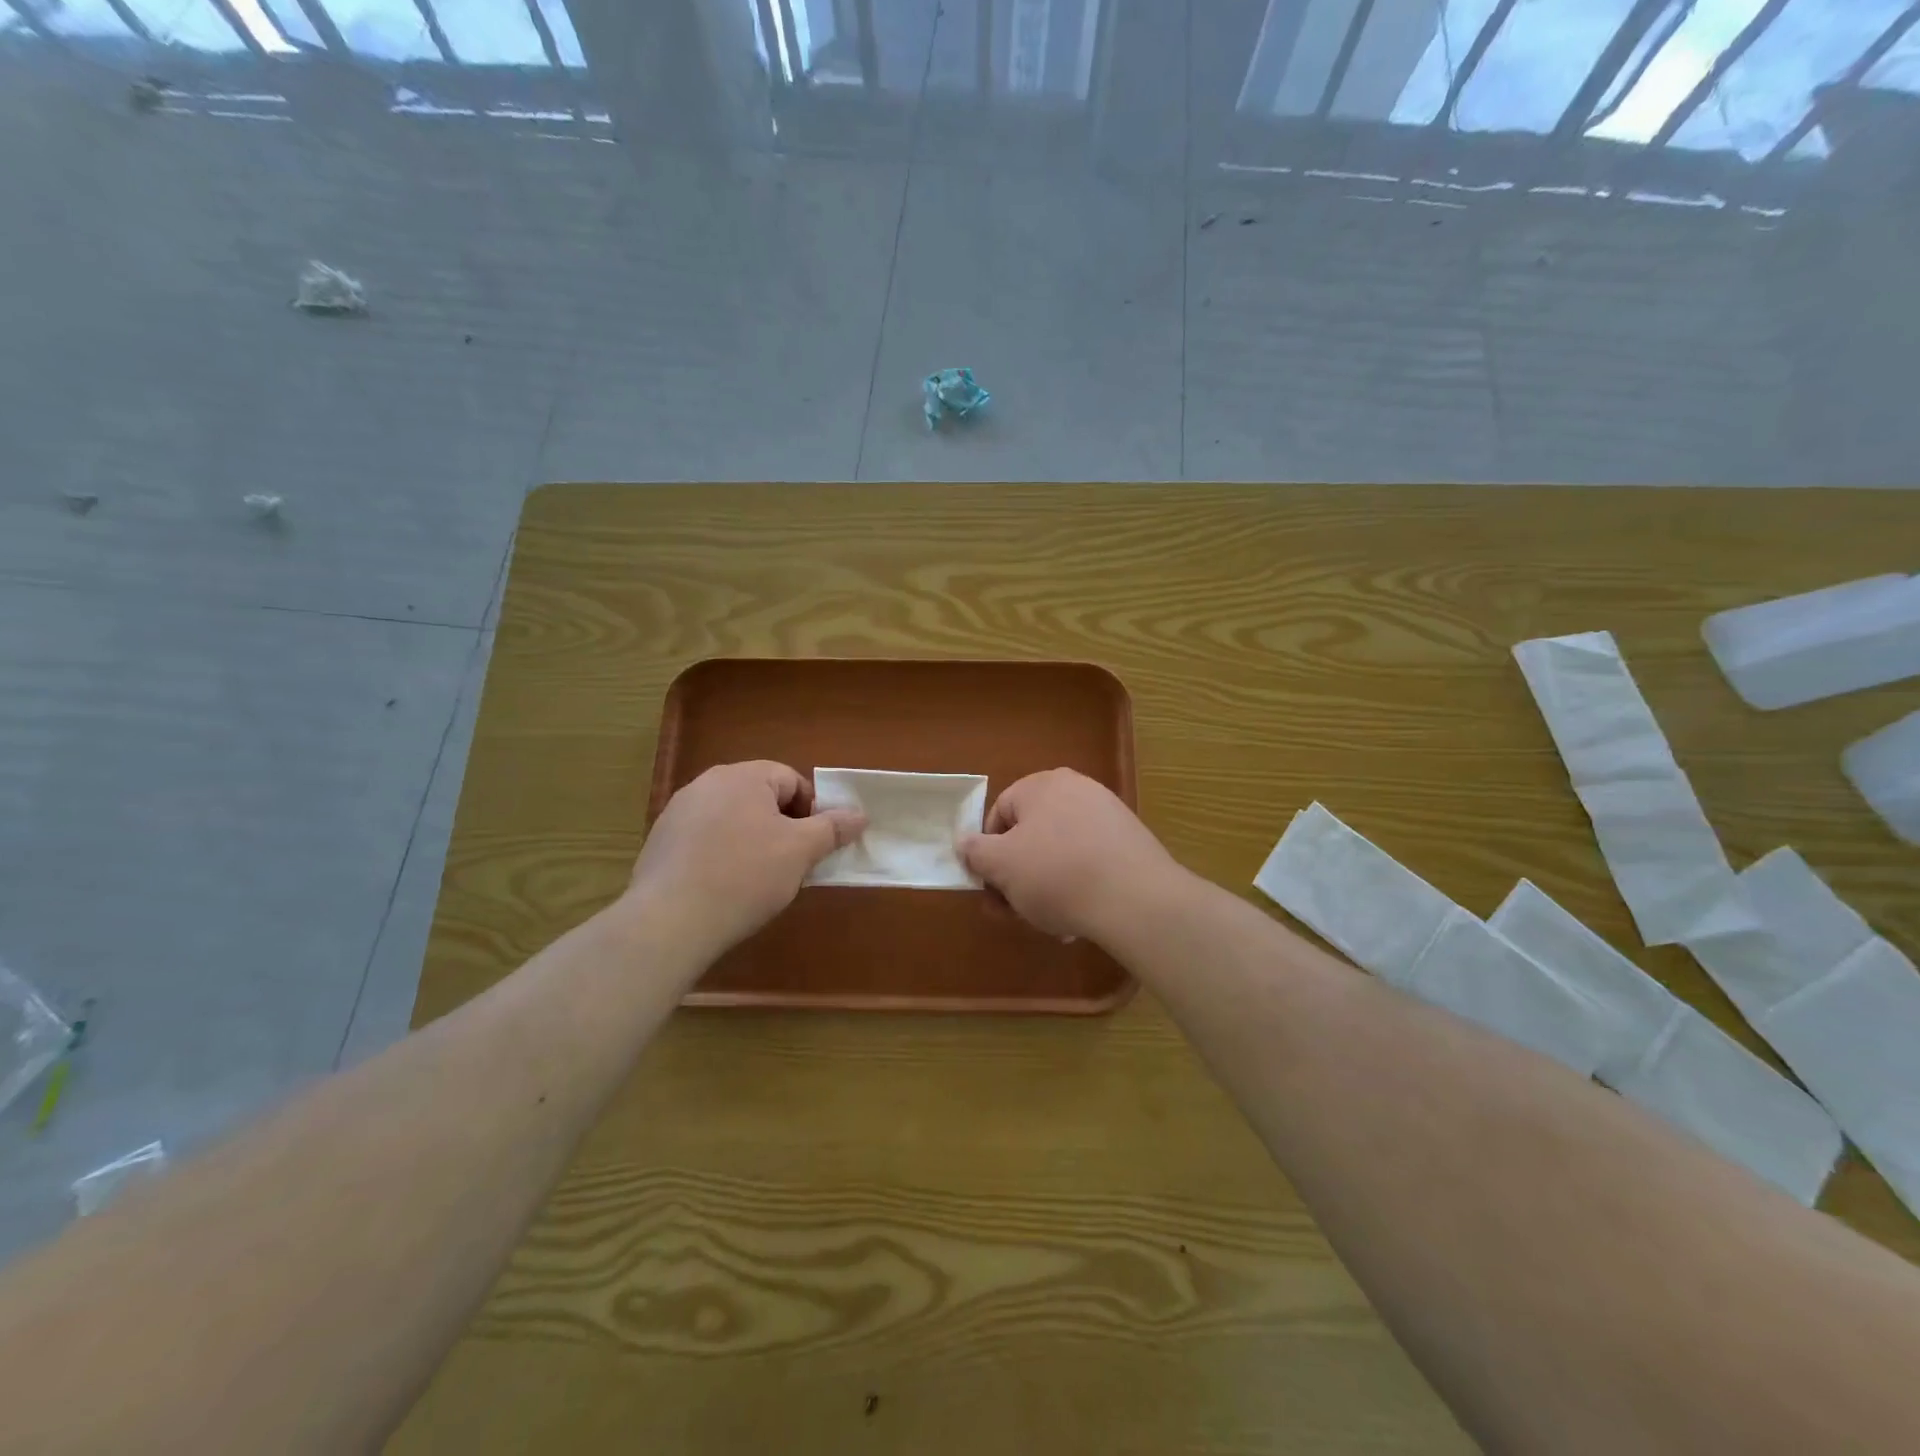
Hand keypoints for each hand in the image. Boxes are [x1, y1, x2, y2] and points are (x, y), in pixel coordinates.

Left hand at [627, 761, 865, 957]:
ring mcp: (678, 811)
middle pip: (761, 798)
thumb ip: (833, 828)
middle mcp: (707, 783)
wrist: (669, 921)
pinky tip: (724, 887)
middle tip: (791, 864)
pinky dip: (721, 855)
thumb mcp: (800, 851)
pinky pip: (705, 839)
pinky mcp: (660, 841)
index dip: (812, 812)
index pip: (792, 781)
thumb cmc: (745, 876)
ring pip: (733, 819)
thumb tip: (860, 814)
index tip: (814, 846)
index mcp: (743, 776)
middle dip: (782, 827)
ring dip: (752, 841)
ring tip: (758, 880)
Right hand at [960, 769, 1182, 941]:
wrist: (1136, 899)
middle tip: (1012, 912)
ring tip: (1048, 923)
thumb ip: (975, 851)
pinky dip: (1077, 886)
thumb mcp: (1001, 866)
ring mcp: (1108, 814)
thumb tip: (963, 841)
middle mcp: (1076, 789)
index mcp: (1042, 785)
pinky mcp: (1131, 841)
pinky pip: (1089, 861)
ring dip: (1044, 887)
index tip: (991, 887)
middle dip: (1016, 876)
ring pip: (1059, 852)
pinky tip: (1078, 918)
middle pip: (1030, 835)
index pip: (1000, 813)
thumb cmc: (1056, 874)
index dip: (988, 852)